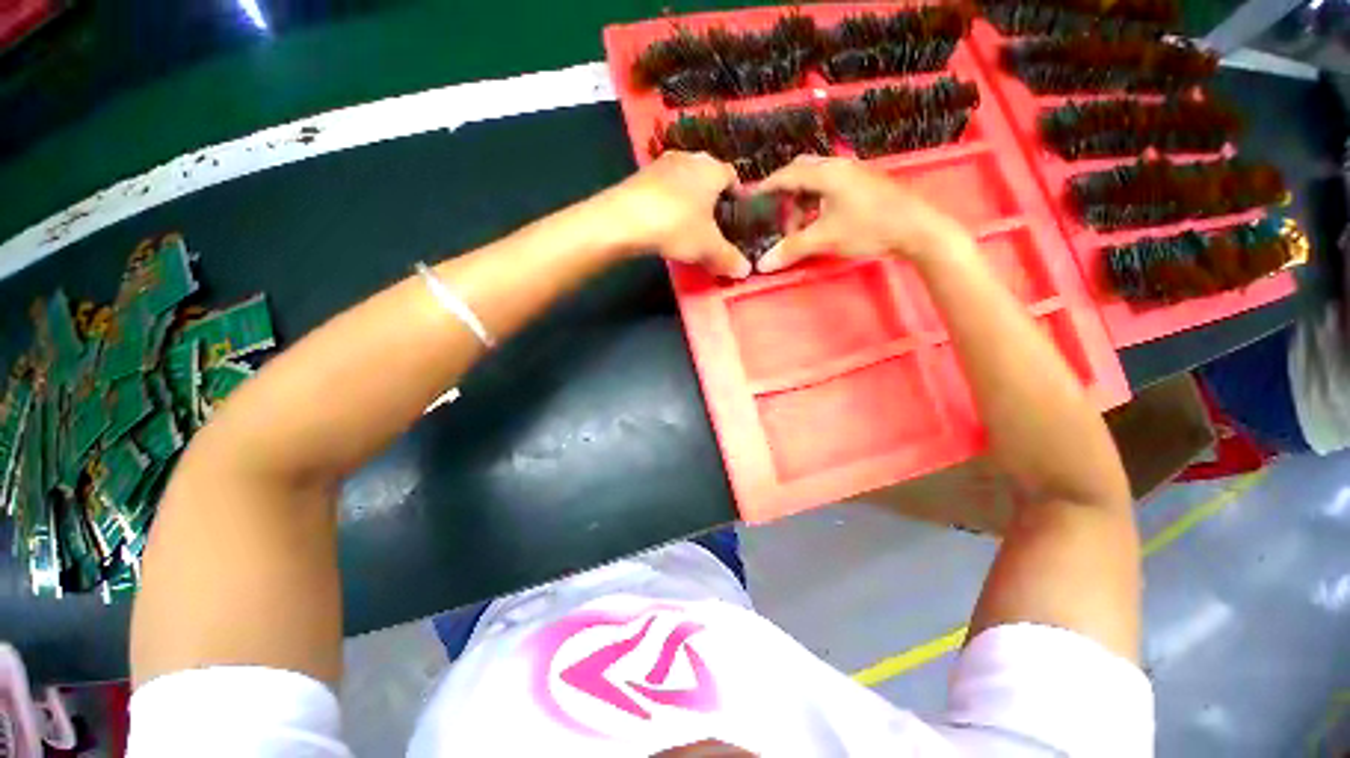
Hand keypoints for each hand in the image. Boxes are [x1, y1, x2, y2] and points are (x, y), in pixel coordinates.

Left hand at [590, 151, 750, 278]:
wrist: (625, 219)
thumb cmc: (677, 226)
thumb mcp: (708, 247)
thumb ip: (729, 258)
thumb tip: (745, 270)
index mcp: (712, 168)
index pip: (733, 177)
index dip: (736, 196)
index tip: (735, 216)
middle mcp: (689, 158)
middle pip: (707, 177)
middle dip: (711, 198)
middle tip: (712, 224)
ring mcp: (661, 163)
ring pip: (683, 181)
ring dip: (687, 199)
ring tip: (688, 225)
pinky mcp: (639, 175)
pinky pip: (663, 188)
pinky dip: (667, 203)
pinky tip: (664, 222)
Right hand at [756, 156, 969, 272]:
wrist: (917, 229)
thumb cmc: (868, 228)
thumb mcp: (825, 239)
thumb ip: (791, 248)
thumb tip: (761, 264)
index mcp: (827, 173)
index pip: (787, 174)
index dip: (767, 187)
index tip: (751, 199)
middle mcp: (839, 165)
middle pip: (802, 171)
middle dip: (786, 194)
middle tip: (777, 216)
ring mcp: (855, 172)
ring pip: (818, 180)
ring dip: (804, 201)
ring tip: (801, 227)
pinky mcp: (865, 183)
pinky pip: (832, 186)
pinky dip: (818, 202)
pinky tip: (822, 222)